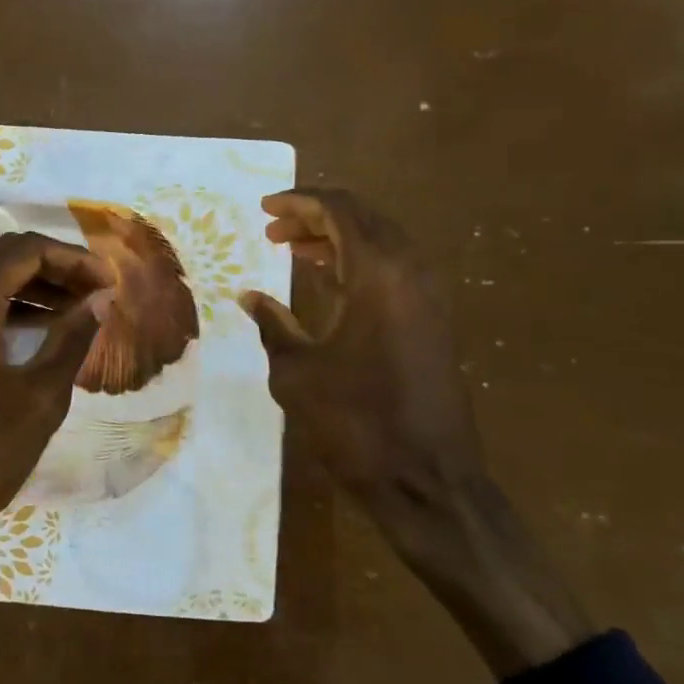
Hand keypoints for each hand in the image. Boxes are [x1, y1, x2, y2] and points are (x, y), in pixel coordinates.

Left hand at [0, 232, 113, 642]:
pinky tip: (47, 330)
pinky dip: (15, 310)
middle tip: (99, 290)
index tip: (110, 281)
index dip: (74, 258)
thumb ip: (72, 338)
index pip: (25, 250)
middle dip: (57, 267)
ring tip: (82, 308)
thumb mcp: (39, 396)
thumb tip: (102, 299)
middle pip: (6, 258)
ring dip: (38, 287)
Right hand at [240, 189, 591, 678]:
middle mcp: (410, 273)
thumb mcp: (298, 373)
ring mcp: (428, 297)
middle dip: (316, 217)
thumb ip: (274, 325)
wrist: (428, 481)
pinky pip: (393, 270)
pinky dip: (358, 263)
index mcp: (378, 275)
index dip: (299, 202)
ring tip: (293, 251)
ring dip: (338, 239)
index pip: (339, 211)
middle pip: (364, 219)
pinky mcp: (433, 321)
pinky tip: (328, 279)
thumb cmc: (356, 424)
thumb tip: (250, 295)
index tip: (265, 209)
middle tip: (275, 231)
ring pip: (381, 242)